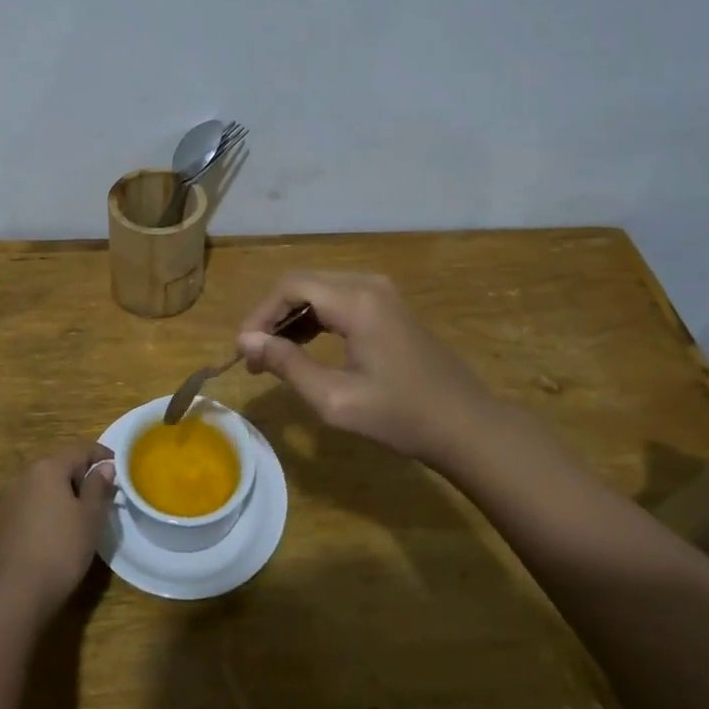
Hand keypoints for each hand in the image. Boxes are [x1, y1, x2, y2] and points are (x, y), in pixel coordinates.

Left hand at [0, 443, 115, 623]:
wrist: (15, 592)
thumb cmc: (61, 548)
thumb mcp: (90, 516)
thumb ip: (99, 486)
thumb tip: (105, 466)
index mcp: (49, 467)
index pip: (81, 449)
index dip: (102, 455)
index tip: (119, 467)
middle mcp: (27, 476)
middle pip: (62, 465)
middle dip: (84, 475)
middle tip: (105, 494)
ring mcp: (13, 498)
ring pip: (48, 485)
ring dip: (68, 492)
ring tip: (86, 513)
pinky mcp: (6, 521)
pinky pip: (36, 503)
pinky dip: (52, 508)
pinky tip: (61, 529)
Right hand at [236, 271, 497, 462]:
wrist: (466, 425)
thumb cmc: (401, 416)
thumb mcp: (336, 399)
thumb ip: (288, 366)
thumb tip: (247, 342)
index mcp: (357, 301)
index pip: (290, 287)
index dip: (260, 314)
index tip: (242, 350)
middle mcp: (368, 284)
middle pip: (302, 283)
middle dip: (272, 316)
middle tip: (253, 355)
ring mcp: (381, 293)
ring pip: (319, 290)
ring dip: (291, 317)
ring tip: (271, 356)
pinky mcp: (388, 306)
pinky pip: (338, 299)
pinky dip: (314, 319)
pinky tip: (303, 348)